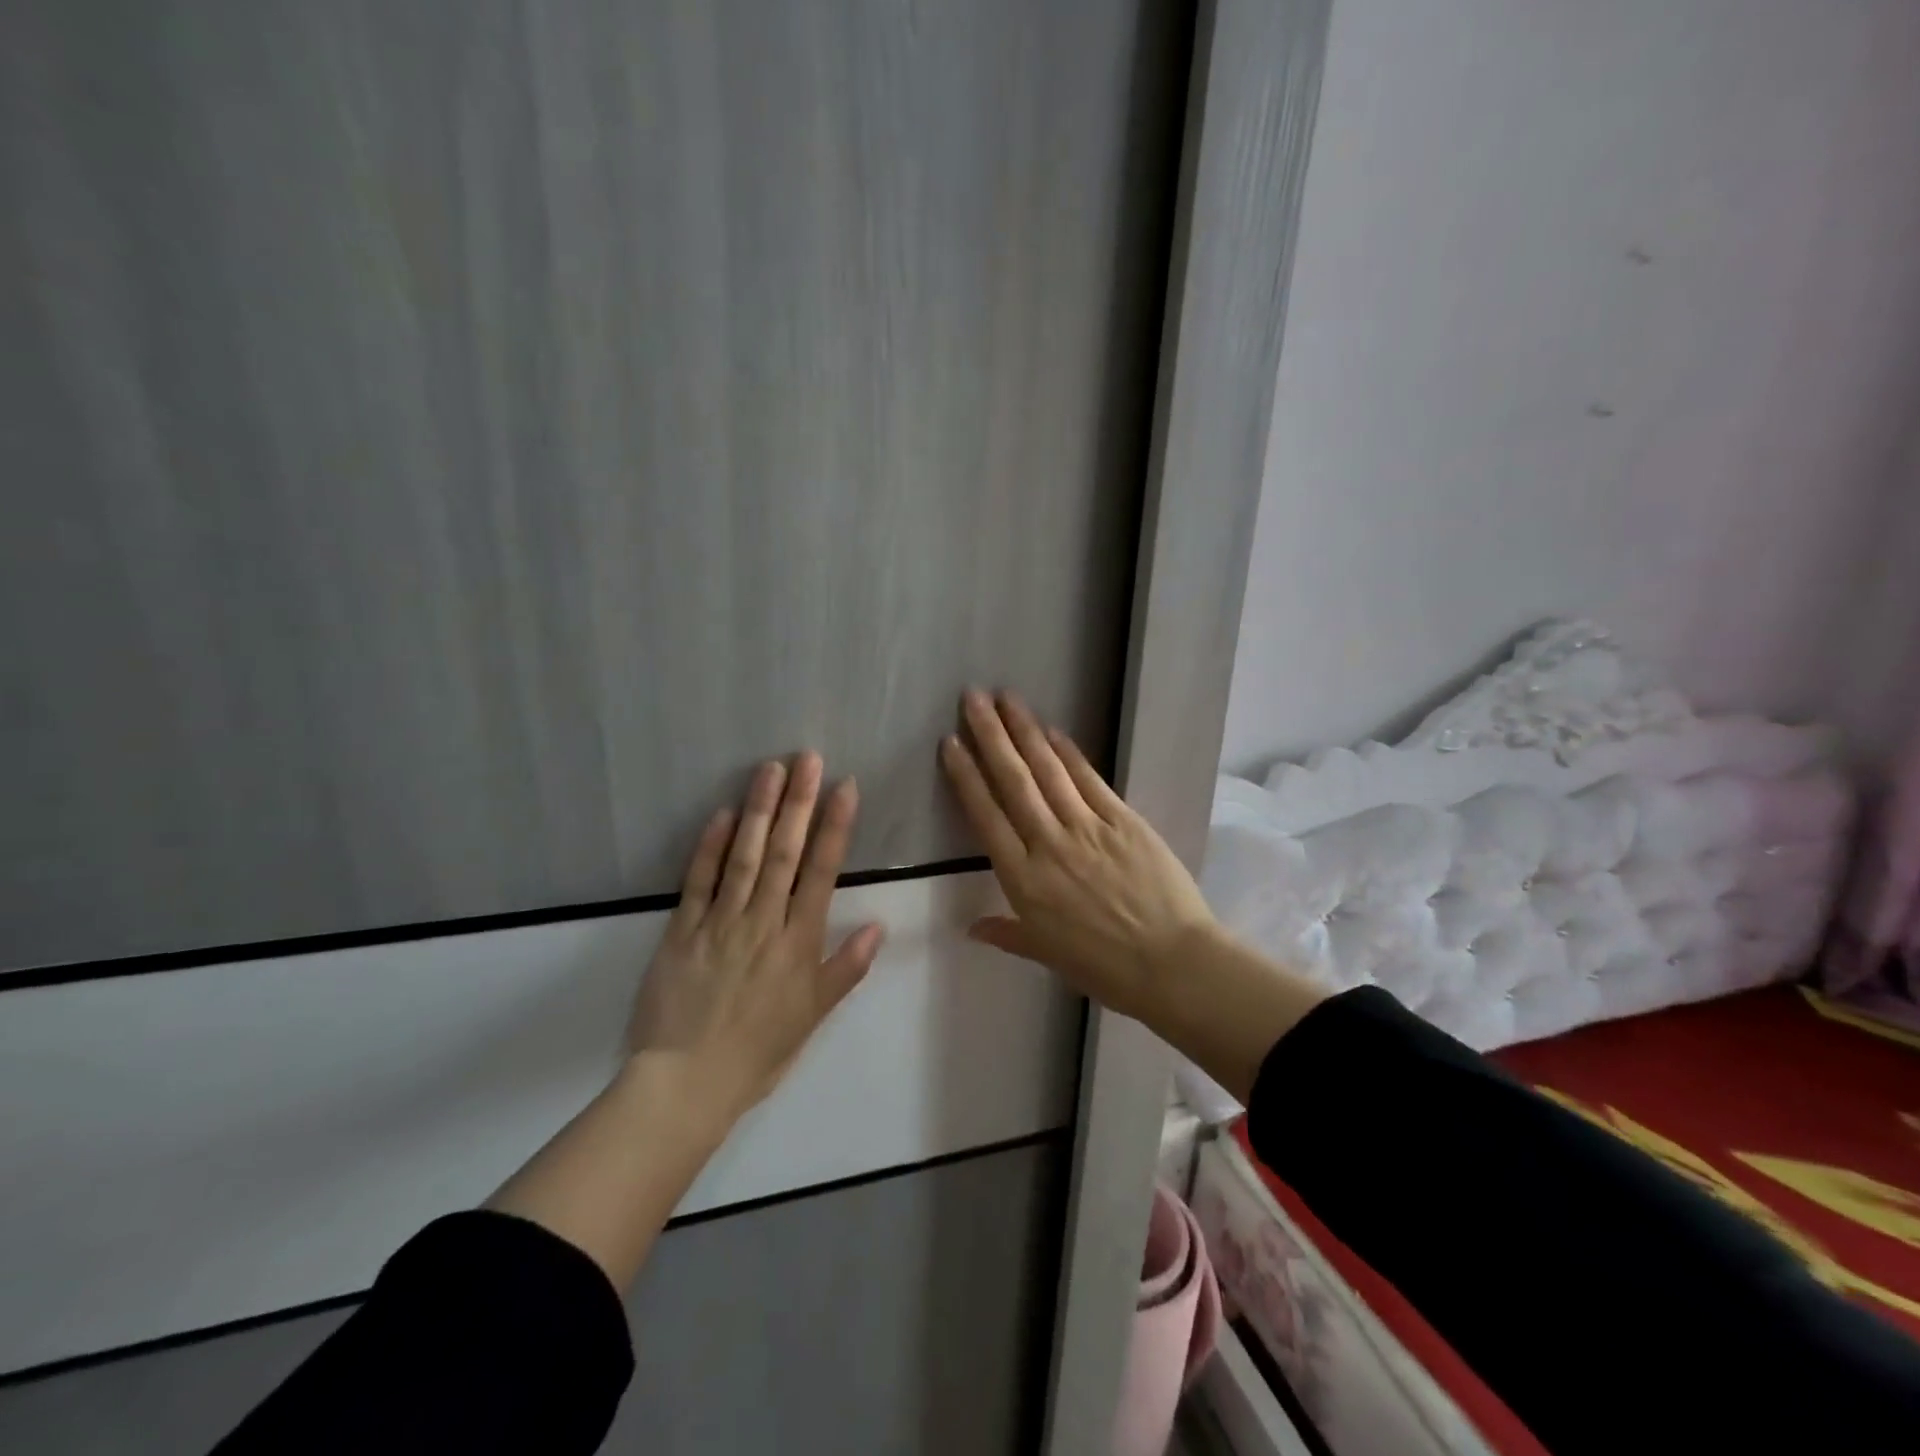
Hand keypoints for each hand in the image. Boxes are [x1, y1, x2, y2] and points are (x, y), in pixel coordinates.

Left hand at [627, 752, 885, 1125]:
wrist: (686, 1083)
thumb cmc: (759, 1051)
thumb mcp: (813, 1016)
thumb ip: (846, 968)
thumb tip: (880, 925)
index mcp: (798, 942)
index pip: (822, 872)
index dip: (835, 826)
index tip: (845, 786)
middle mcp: (763, 922)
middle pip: (785, 853)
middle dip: (799, 802)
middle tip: (808, 758)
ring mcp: (720, 922)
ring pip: (744, 856)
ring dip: (759, 811)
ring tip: (771, 769)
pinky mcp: (681, 930)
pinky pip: (697, 881)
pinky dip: (709, 846)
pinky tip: (722, 814)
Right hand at [939, 690, 1217, 1024]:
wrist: (1172, 964)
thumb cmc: (1105, 967)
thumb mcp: (1047, 955)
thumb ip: (1007, 934)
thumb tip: (970, 927)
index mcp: (1023, 881)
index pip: (986, 817)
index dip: (966, 777)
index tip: (950, 743)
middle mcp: (1048, 845)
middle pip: (1013, 781)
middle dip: (990, 736)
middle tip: (972, 698)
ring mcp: (1087, 828)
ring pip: (1048, 771)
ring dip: (1025, 731)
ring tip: (1006, 698)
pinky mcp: (1122, 820)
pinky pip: (1088, 780)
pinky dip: (1069, 752)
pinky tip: (1052, 729)